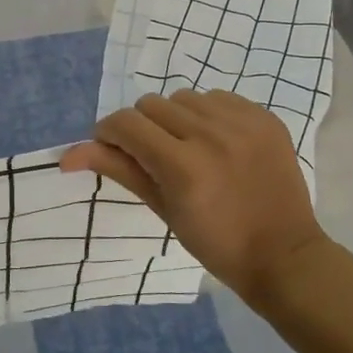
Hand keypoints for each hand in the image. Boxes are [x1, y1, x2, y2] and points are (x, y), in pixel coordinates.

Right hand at [61, 90, 325, 304]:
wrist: (283, 255)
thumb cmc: (215, 243)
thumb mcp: (162, 208)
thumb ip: (119, 169)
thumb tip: (68, 154)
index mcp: (183, 166)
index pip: (126, 123)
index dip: (109, 133)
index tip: (113, 149)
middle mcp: (212, 135)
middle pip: (151, 104)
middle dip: (143, 127)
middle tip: (156, 157)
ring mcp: (243, 123)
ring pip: (183, 97)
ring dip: (175, 118)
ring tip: (189, 148)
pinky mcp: (265, 117)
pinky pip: (218, 97)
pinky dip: (208, 114)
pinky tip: (217, 142)